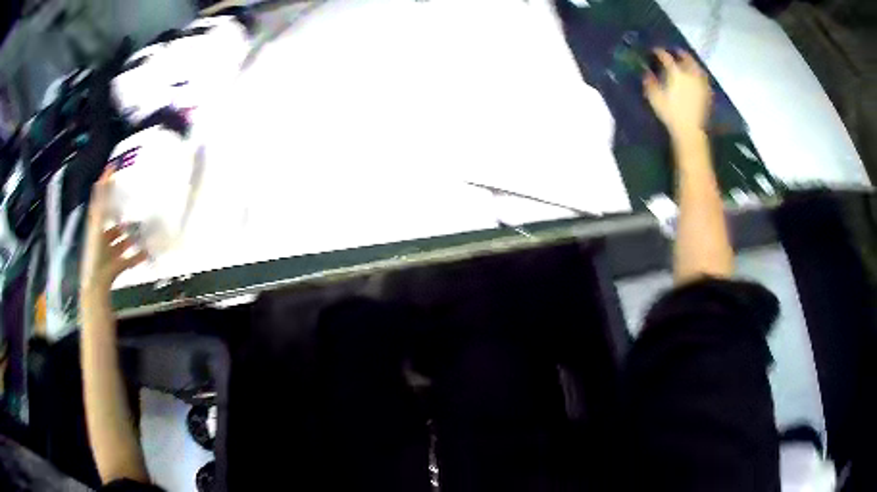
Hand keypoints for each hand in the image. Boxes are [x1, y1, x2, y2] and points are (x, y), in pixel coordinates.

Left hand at [80, 168, 147, 294]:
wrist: (96, 284)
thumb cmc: (95, 253)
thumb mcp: (97, 223)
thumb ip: (100, 202)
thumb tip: (103, 176)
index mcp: (96, 225)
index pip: (100, 201)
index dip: (106, 186)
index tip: (114, 168)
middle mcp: (102, 237)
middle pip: (113, 224)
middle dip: (123, 217)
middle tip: (134, 207)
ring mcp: (110, 252)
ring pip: (122, 241)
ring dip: (131, 237)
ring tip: (143, 230)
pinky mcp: (117, 265)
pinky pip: (129, 259)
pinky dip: (137, 256)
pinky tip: (147, 252)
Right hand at [644, 49, 711, 140]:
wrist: (689, 130)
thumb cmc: (670, 113)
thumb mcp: (654, 97)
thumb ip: (649, 81)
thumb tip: (646, 71)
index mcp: (675, 72)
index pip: (665, 56)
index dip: (659, 52)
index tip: (654, 50)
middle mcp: (689, 73)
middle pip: (686, 57)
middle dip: (679, 53)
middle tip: (674, 51)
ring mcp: (700, 83)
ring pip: (697, 67)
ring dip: (692, 62)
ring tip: (687, 62)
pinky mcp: (706, 93)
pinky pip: (703, 79)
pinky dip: (699, 75)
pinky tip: (697, 77)